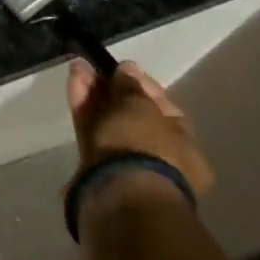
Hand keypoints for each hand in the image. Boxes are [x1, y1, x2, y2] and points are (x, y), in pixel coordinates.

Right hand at [67, 59, 213, 196]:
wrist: (119, 192)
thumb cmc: (145, 145)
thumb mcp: (141, 106)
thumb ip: (131, 86)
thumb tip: (128, 69)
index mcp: (184, 147)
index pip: (163, 109)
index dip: (143, 85)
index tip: (123, 68)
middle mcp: (157, 157)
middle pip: (131, 115)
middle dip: (112, 88)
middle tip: (96, 66)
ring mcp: (125, 163)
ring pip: (108, 120)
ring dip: (94, 93)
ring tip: (78, 67)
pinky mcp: (96, 166)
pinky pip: (91, 128)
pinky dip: (83, 105)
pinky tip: (74, 80)